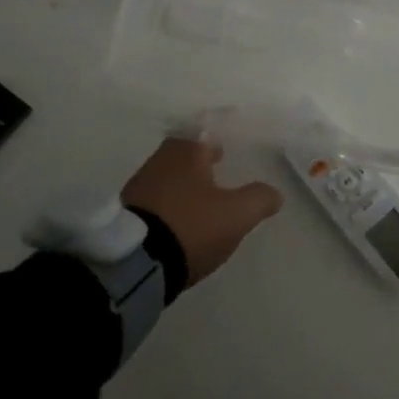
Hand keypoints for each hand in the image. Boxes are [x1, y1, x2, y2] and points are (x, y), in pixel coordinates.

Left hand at [121, 138, 281, 288]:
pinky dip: (165, 207)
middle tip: (212, 176)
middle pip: (181, 156)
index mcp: (186, 152)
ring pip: (165, 178)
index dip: (214, 144)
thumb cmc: (191, 225)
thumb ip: (259, 199)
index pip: (202, 136)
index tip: (222, 155)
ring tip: (196, 205)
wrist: (135, 262)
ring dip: (180, 187)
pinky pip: (152, 202)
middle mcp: (158, 161)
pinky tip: (175, 224)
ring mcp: (137, 187)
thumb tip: (274, 193)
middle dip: (196, 165)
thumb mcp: (237, 214)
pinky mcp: (124, 214)